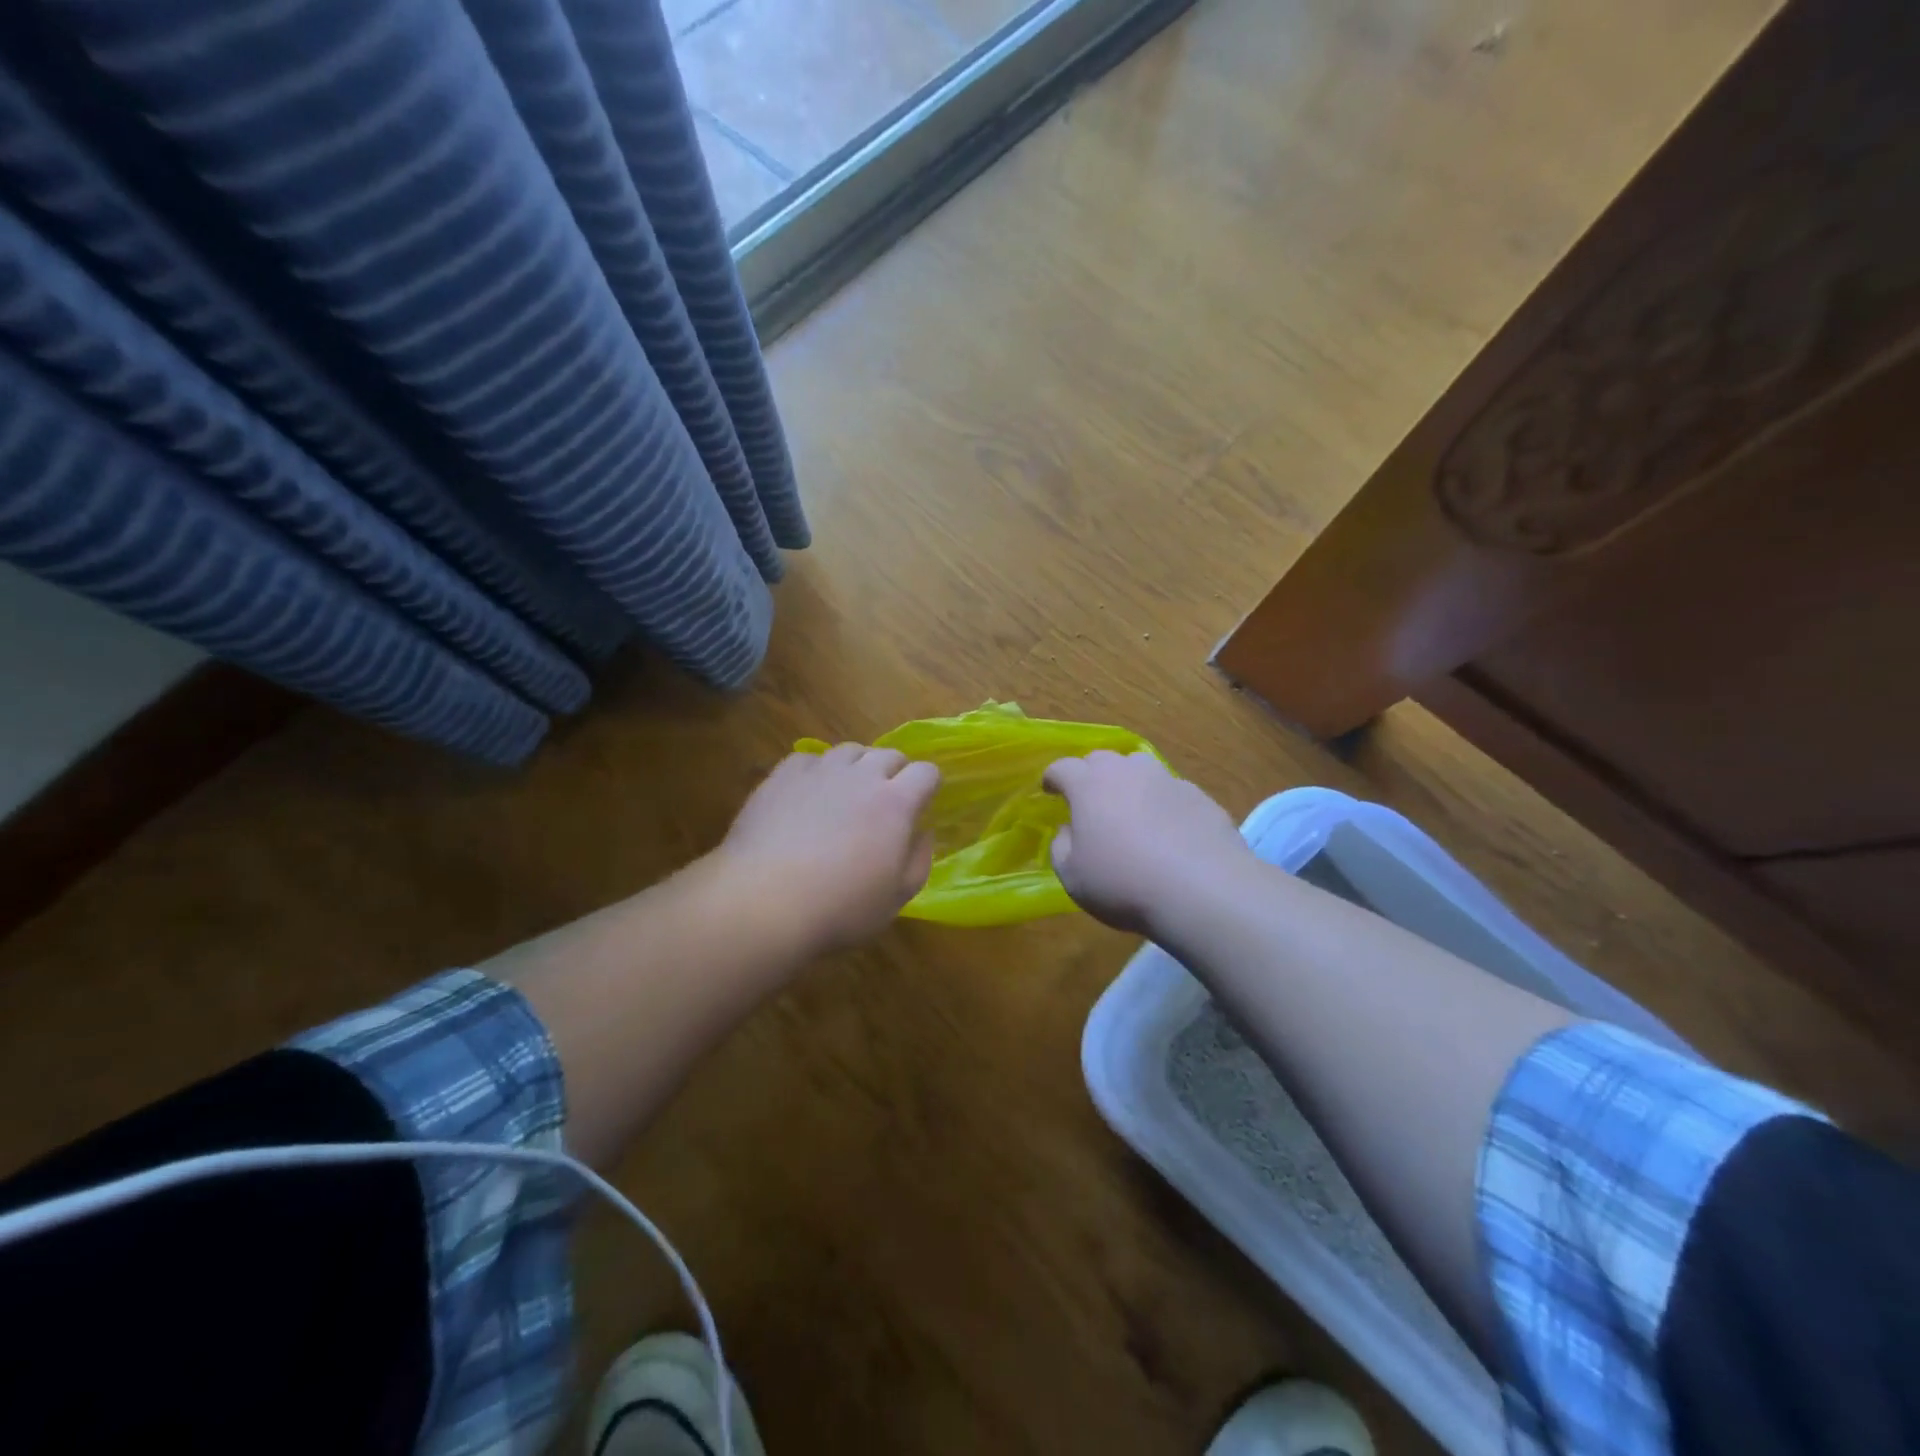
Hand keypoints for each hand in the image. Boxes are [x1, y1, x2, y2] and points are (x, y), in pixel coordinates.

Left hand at [713, 743, 940, 955]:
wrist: (764, 900)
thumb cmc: (840, 907)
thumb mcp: (897, 898)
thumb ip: (919, 860)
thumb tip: (924, 832)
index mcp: (896, 803)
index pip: (926, 772)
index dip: (929, 785)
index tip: (923, 803)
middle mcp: (861, 776)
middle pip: (889, 754)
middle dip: (896, 772)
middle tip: (887, 801)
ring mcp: (820, 771)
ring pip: (849, 750)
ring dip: (858, 766)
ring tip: (848, 792)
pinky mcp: (783, 776)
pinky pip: (808, 759)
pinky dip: (816, 771)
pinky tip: (809, 794)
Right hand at [1043, 750, 1251, 935]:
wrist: (1203, 890)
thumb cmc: (1123, 883)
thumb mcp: (1072, 875)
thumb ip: (1062, 846)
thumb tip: (1069, 830)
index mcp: (1089, 785)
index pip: (1062, 768)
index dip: (1053, 778)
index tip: (1049, 791)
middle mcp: (1127, 772)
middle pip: (1102, 760)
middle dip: (1090, 775)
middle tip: (1089, 802)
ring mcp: (1168, 780)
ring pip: (1140, 769)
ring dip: (1129, 783)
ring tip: (1131, 811)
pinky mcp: (1200, 797)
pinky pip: (1172, 792)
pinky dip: (1163, 805)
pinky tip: (1169, 832)